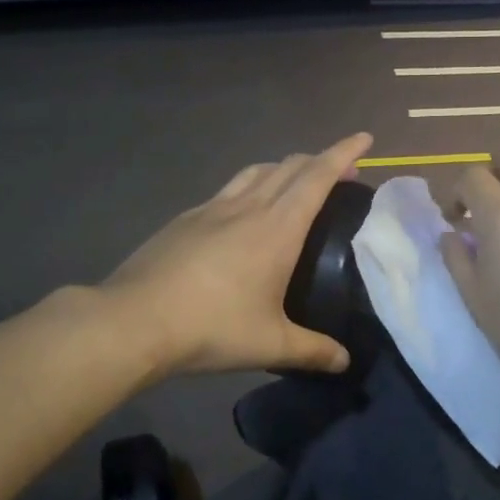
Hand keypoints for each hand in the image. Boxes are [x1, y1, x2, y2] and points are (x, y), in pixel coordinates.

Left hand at [102, 134, 373, 376]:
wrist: (135, 319)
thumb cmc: (212, 327)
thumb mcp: (270, 344)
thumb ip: (313, 351)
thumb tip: (345, 361)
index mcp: (277, 227)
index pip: (318, 175)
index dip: (343, 152)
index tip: (365, 138)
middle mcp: (248, 206)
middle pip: (289, 166)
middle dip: (320, 160)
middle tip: (340, 173)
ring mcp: (212, 208)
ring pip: (256, 171)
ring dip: (283, 168)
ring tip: (295, 184)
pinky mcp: (185, 219)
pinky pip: (228, 190)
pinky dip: (250, 186)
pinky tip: (243, 214)